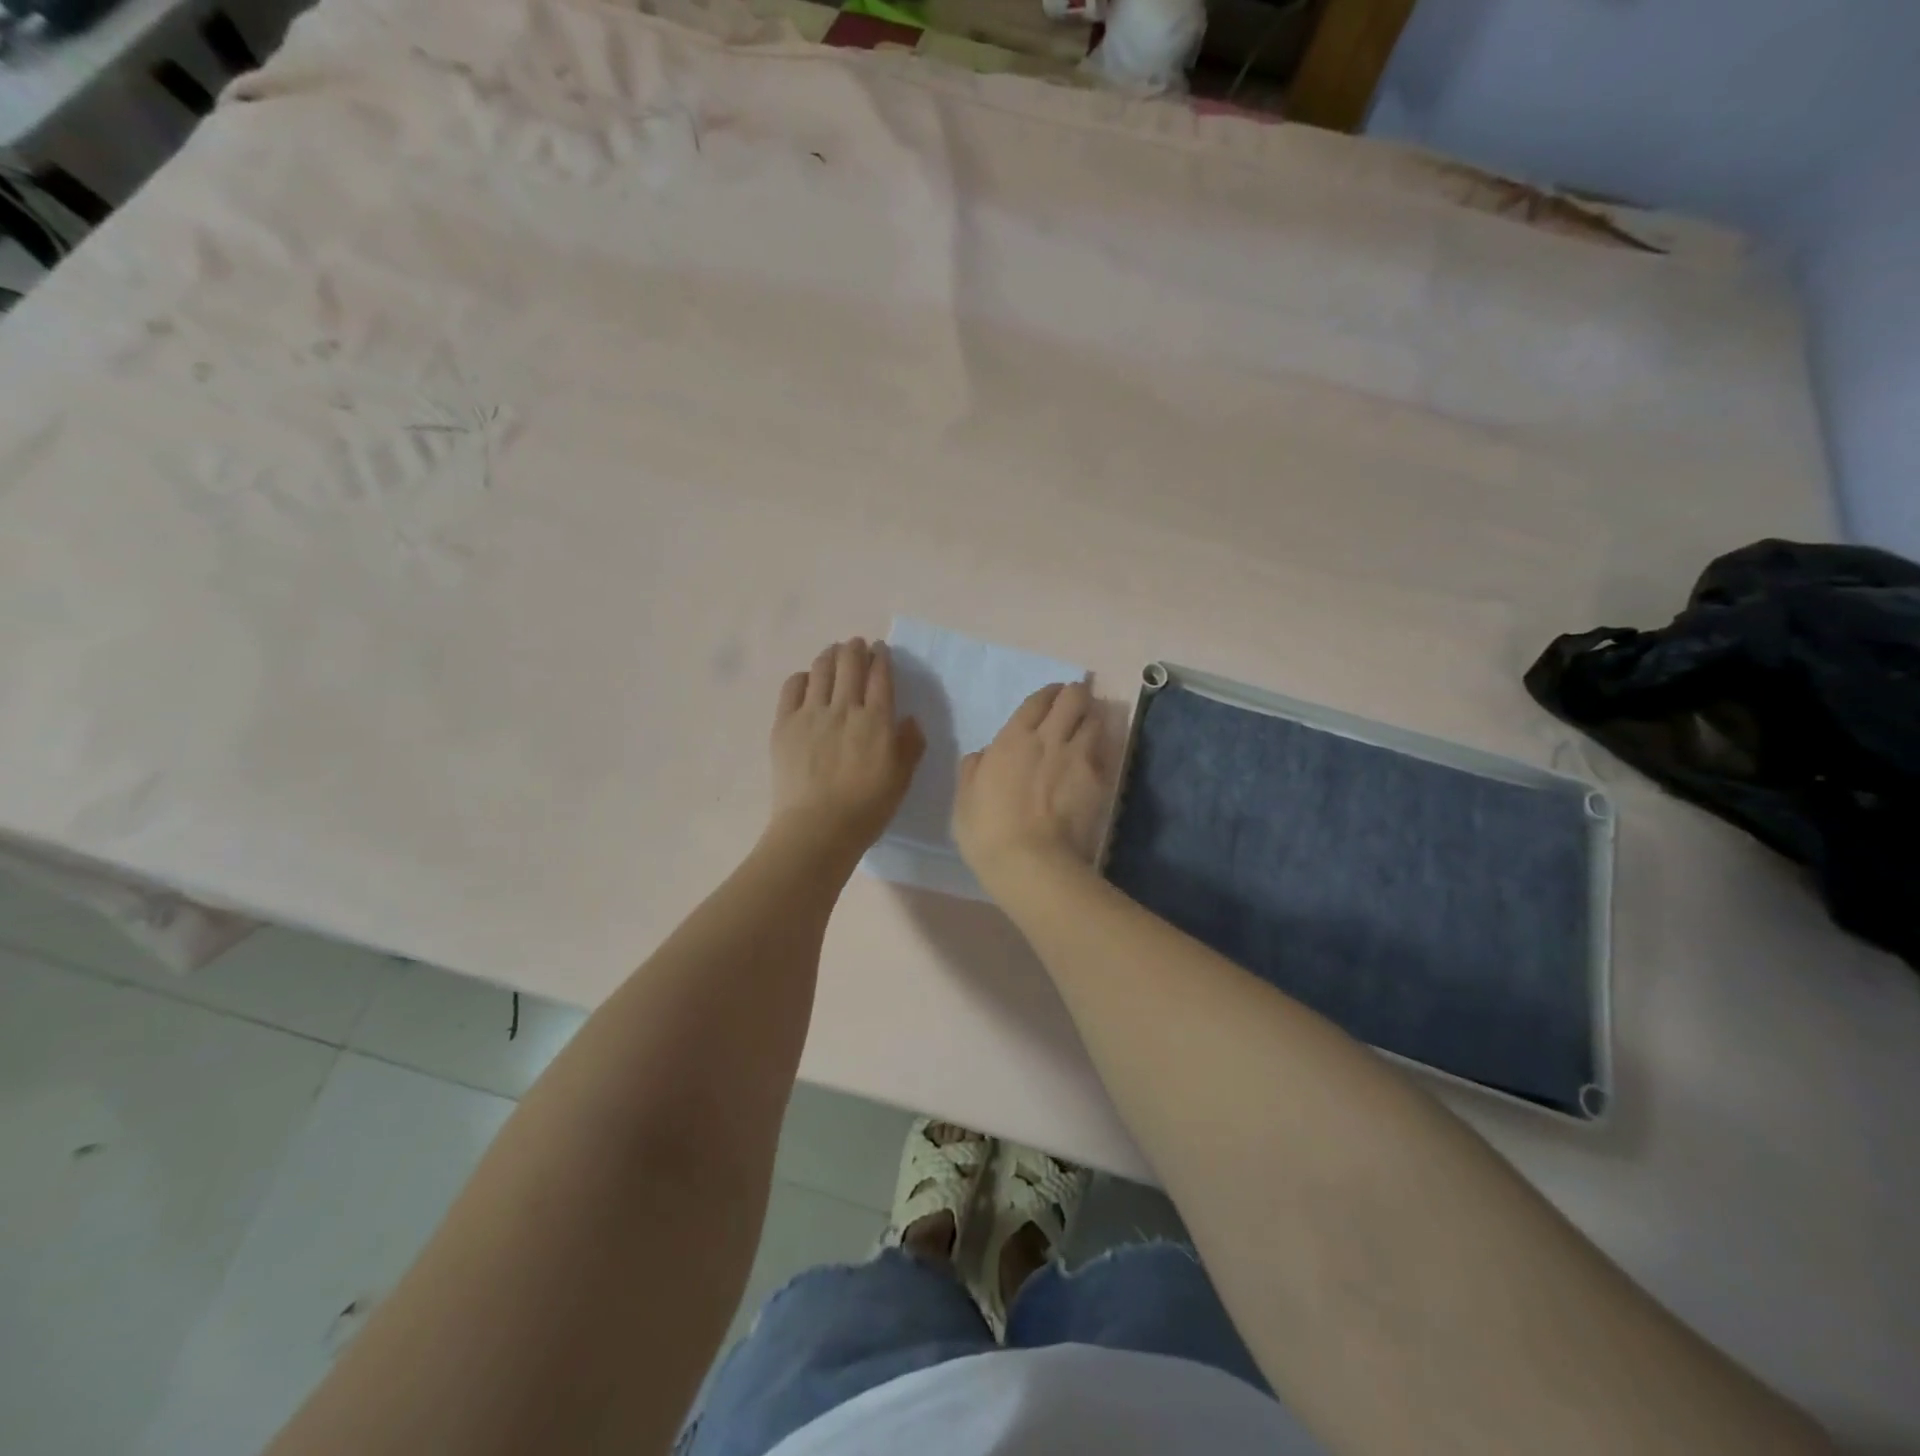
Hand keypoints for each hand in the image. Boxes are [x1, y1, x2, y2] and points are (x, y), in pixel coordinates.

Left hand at [769, 638, 925, 859]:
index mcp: (877, 720)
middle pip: (850, 664)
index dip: (881, 657)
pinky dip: (803, 676)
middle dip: (855, 648)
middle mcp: (844, 707)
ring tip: (834, 652)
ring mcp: (811, 713)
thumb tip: (910, 719)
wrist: (818, 827)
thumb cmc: (867, 808)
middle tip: (857, 645)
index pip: (880, 676)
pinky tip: (807, 679)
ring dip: (831, 655)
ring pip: (821, 669)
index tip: (880, 649)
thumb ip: (910, 745)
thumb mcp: (901, 779)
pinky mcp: (785, 724)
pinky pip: (793, 687)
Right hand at [954, 681, 1107, 890]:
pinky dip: (1103, 745)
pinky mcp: (1101, 779)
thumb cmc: (989, 831)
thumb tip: (984, 755)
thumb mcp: (965, 799)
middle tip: (1072, 707)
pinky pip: (1106, 749)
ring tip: (1087, 728)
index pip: (1038, 700)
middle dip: (1075, 695)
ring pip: (1096, 718)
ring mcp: (1080, 757)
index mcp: (1014, 738)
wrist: (1032, 862)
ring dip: (1092, 718)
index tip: (1050, 699)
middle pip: (1074, 697)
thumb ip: (973, 769)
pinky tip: (1097, 755)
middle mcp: (1050, 738)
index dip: (1047, 694)